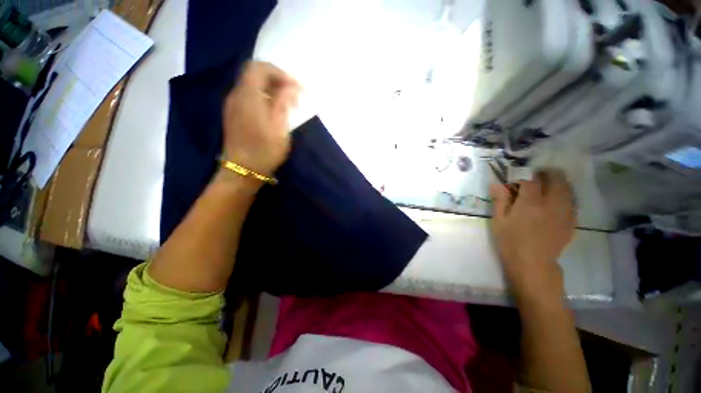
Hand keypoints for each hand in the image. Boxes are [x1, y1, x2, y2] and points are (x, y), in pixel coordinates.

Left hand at [222, 61, 298, 176]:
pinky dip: (263, 97)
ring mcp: (232, 104)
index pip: (260, 68)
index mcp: (248, 96)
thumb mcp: (279, 129)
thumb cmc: (264, 152)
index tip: (297, 87)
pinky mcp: (233, 114)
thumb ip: (283, 104)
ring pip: (251, 85)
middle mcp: (236, 95)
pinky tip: (274, 111)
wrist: (242, 171)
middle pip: (254, 74)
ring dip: (270, 89)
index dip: (280, 73)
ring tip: (287, 104)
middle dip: (276, 79)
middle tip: (293, 95)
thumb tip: (291, 87)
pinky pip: (248, 96)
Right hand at [490, 171, 575, 295]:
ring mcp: (565, 212)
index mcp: (530, 203)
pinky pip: (573, 201)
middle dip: (546, 174)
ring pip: (568, 188)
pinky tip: (557, 200)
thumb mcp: (499, 220)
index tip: (518, 174)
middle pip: (556, 179)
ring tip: (548, 185)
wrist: (533, 264)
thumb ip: (500, 199)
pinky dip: (565, 195)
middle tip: (535, 176)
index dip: (525, 173)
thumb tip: (496, 182)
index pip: (531, 178)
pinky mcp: (572, 221)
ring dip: (558, 182)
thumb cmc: (511, 241)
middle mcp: (552, 203)